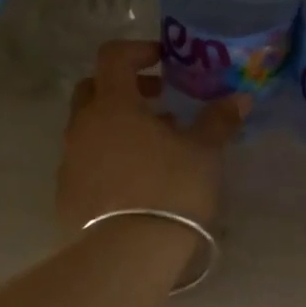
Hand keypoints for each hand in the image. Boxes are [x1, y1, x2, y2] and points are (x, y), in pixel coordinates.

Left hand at [58, 41, 248, 234]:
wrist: (126, 255)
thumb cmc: (170, 191)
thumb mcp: (204, 154)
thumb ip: (218, 121)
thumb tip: (239, 99)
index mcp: (113, 105)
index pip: (114, 57)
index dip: (138, 51)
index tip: (163, 61)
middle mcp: (82, 127)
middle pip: (93, 90)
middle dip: (124, 89)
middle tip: (157, 102)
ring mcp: (69, 162)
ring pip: (89, 129)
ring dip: (118, 127)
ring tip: (154, 148)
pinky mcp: (66, 194)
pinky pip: (85, 162)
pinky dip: (107, 159)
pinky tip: (134, 182)